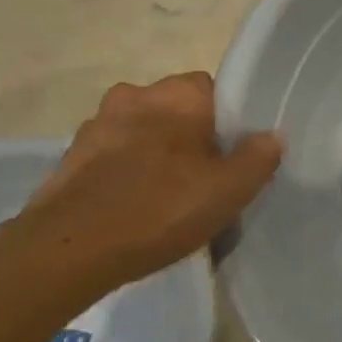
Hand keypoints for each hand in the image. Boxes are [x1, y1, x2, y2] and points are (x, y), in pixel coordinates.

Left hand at [0, 72, 282, 308]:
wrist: (68, 250)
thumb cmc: (159, 209)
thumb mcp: (229, 190)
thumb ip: (258, 158)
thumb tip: (273, 135)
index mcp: (176, 93)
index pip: (214, 92)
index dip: (227, 124)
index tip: (231, 158)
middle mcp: (134, 95)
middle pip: (176, 112)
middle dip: (189, 139)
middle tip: (203, 182)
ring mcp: (96, 124)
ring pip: (142, 133)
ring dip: (155, 156)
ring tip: (166, 202)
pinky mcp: (71, 155)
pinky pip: (113, 157)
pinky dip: (126, 175)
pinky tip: (134, 211)